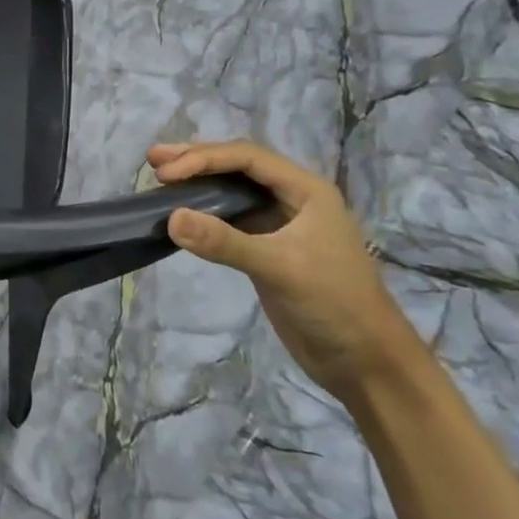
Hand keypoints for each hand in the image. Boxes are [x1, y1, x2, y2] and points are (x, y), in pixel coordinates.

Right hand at [148, 140, 422, 397]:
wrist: (364, 361)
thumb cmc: (334, 304)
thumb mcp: (279, 268)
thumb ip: (224, 242)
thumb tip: (170, 217)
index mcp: (306, 191)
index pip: (248, 158)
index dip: (204, 158)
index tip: (166, 173)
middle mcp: (292, 200)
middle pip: (238, 167)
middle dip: (196, 159)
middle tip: (154, 160)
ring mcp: (278, 224)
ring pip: (231, 191)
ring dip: (197, 183)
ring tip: (160, 177)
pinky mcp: (265, 249)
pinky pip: (228, 218)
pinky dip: (202, 212)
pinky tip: (180, 213)